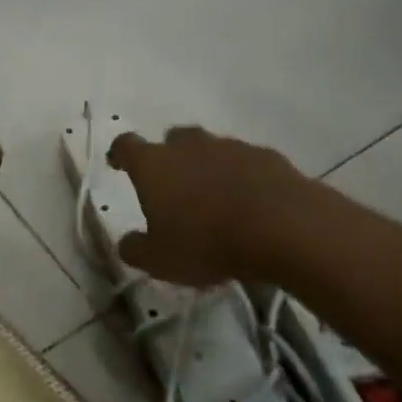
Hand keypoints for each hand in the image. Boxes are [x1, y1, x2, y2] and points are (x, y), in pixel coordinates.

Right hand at [106, 126, 308, 285]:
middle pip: (171, 140)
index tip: (118, 164)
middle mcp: (187, 145)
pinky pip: (244, 162)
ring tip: (215, 200)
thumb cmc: (208, 242)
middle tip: (173, 187)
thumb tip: (126, 243)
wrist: (283, 226)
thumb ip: (136, 250)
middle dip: (169, 159)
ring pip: (209, 150)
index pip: (126, 145)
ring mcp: (228, 146)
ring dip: (207, 167)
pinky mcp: (264, 155)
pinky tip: (250, 203)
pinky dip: (241, 177)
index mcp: (154, 164)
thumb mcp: (161, 260)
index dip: (120, 154)